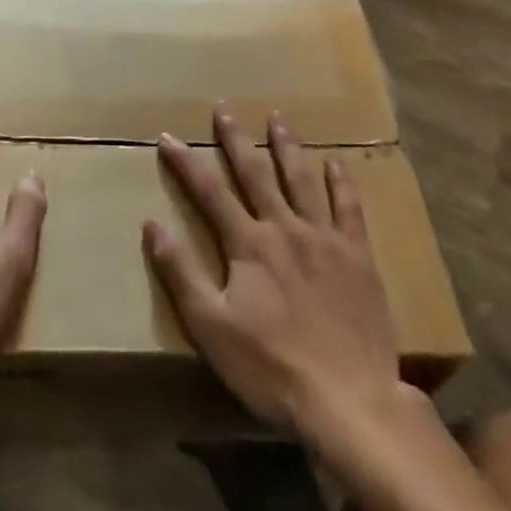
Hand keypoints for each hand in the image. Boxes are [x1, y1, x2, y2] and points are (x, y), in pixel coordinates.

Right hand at [144, 110, 403, 446]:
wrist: (348, 400)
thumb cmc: (271, 367)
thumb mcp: (211, 327)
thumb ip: (182, 272)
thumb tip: (152, 223)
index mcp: (248, 244)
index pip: (209, 191)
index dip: (186, 162)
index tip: (168, 136)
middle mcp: (285, 227)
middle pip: (256, 173)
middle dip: (236, 139)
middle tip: (224, 110)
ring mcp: (325, 238)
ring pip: (302, 179)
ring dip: (287, 147)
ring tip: (278, 119)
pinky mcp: (357, 256)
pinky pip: (349, 208)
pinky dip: (342, 182)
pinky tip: (337, 163)